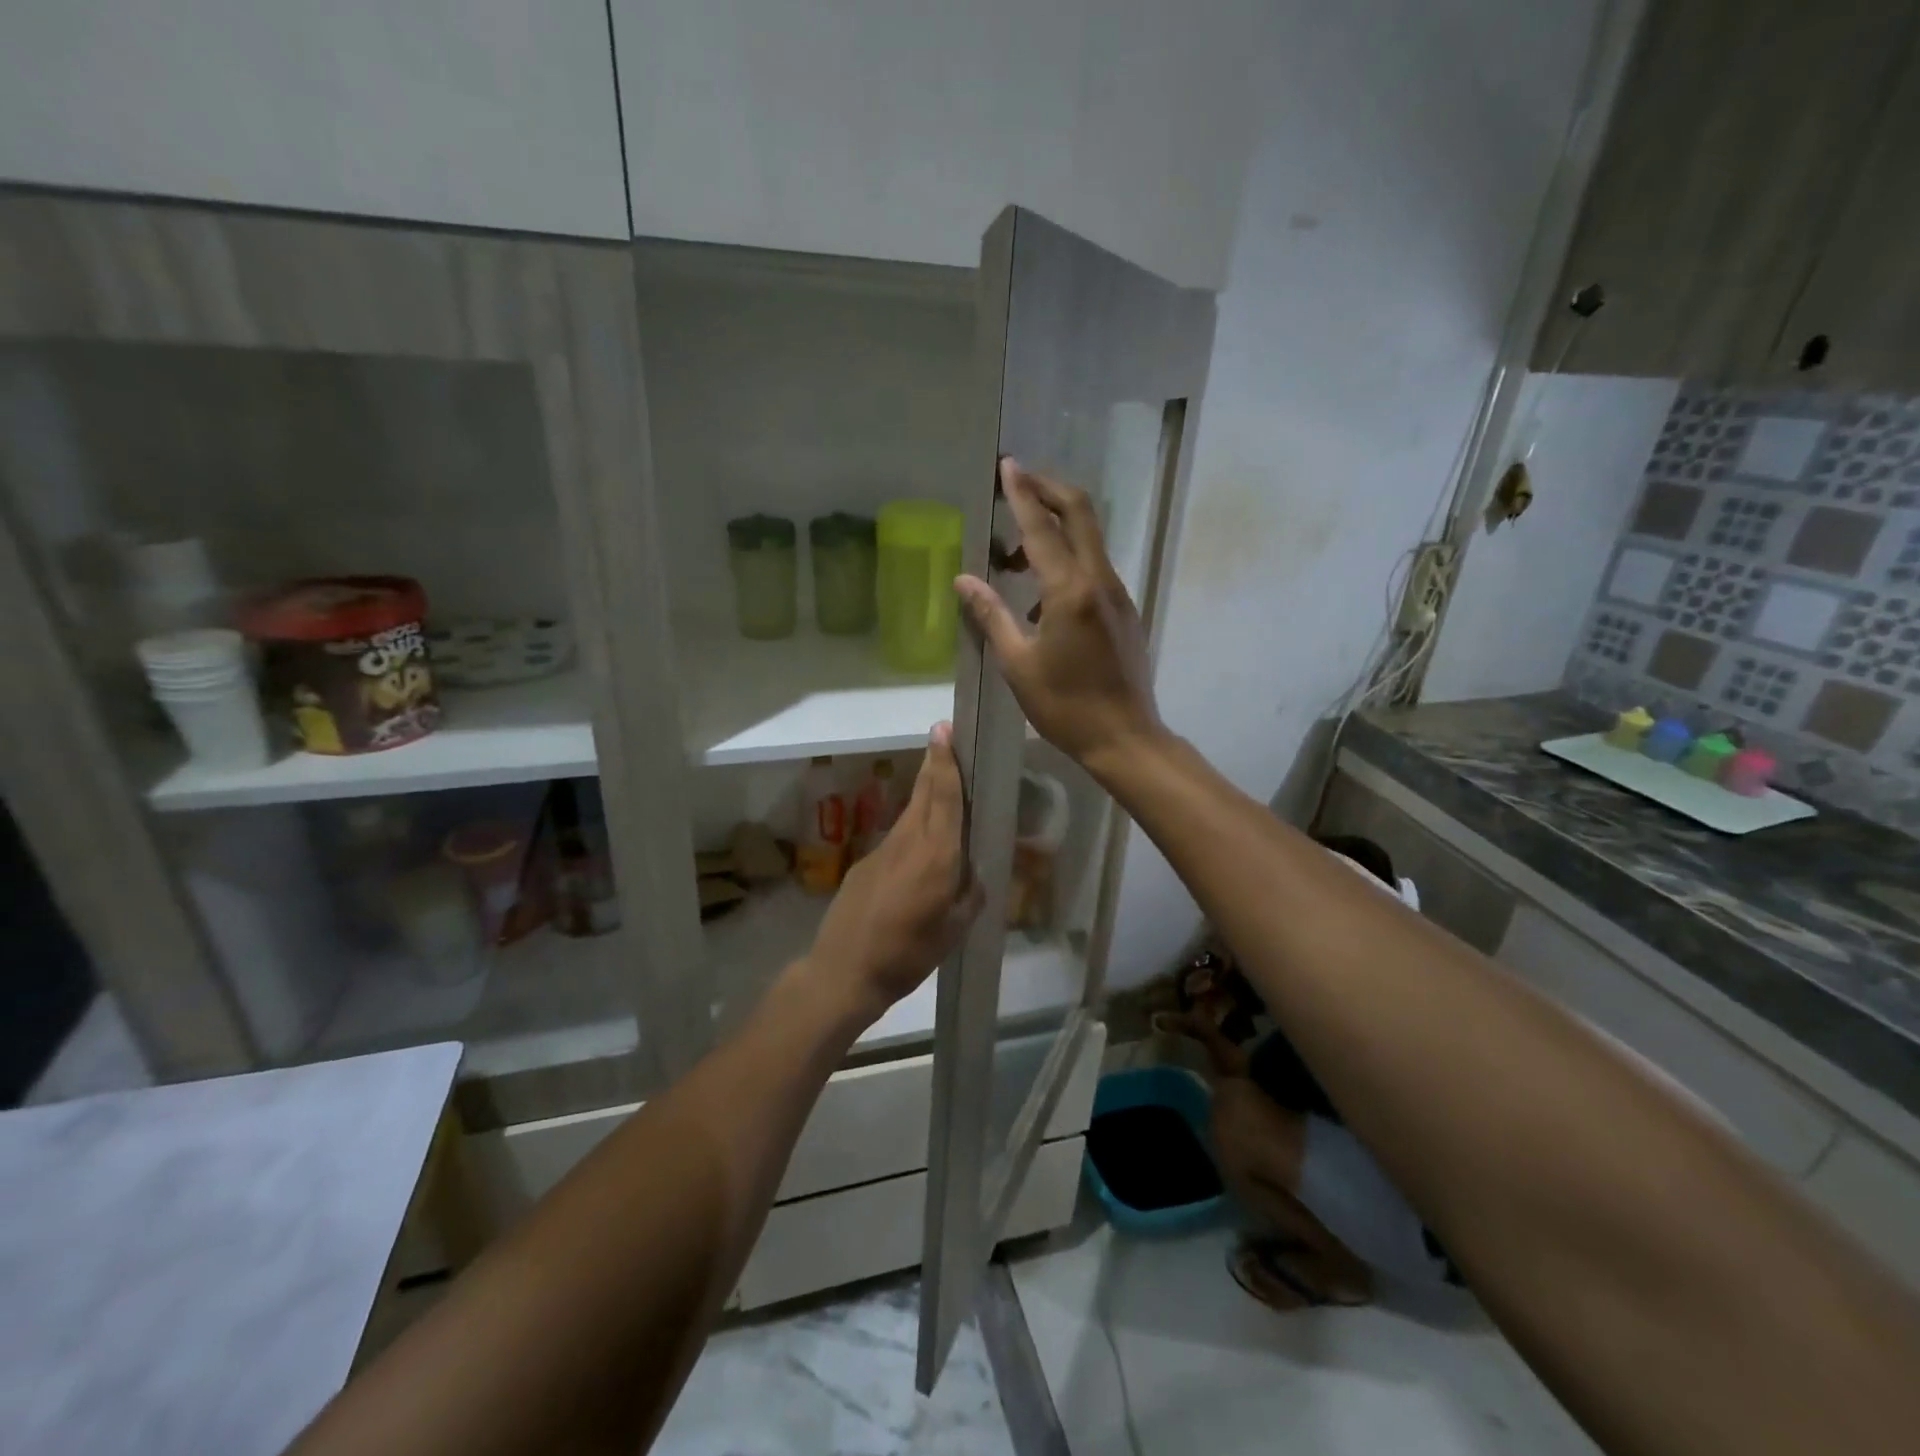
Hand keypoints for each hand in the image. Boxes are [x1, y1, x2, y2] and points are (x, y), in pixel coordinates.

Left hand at [802, 722, 983, 1022]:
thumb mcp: (953, 932)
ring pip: (909, 813)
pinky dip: (911, 829)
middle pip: (924, 793)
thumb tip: (972, 876)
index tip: (943, 731)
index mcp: (937, 856)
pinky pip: (896, 838)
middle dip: (935, 764)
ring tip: (941, 786)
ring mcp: (882, 850)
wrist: (844, 972)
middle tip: (944, 738)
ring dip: (925, 794)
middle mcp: (908, 842)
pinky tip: (918, 850)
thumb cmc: (908, 955)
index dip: (945, 762)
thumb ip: (968, 897)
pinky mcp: (864, 864)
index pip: (944, 797)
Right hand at [955, 458, 1163, 771]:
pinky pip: (1094, 569)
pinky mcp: (1124, 611)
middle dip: (1049, 489)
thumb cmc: (1065, 706)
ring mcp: (1118, 594)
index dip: (1022, 493)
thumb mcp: (1018, 664)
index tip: (1007, 465)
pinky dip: (1066, 562)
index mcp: (1070, 591)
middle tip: (1017, 482)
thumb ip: (991, 615)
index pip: (1043, 527)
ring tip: (1013, 560)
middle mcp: (1100, 581)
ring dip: (1054, 530)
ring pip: (1088, 540)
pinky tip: (1040, 600)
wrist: (1125, 738)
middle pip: (1080, 513)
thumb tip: (964, 579)